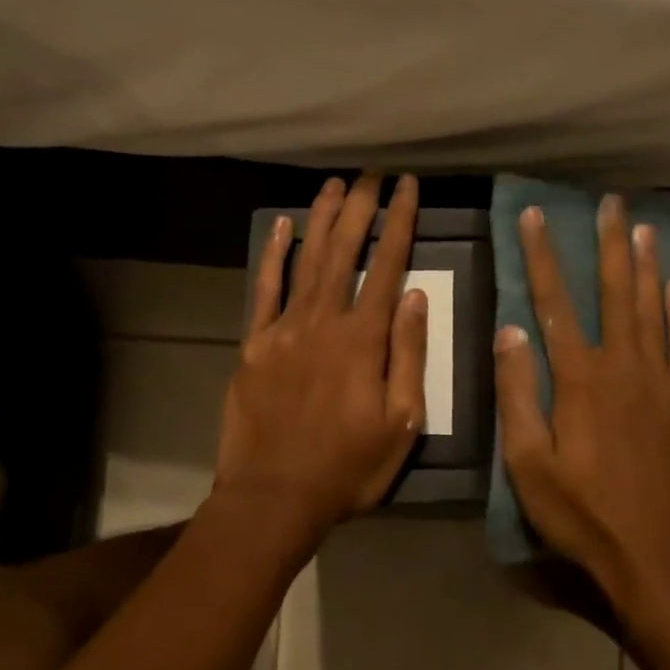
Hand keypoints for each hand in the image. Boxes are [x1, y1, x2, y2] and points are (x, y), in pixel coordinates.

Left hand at [212, 174, 429, 546]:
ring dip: (322, 219)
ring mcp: (283, 329)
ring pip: (306, 260)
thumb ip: (408, 355)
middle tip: (371, 172)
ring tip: (335, 185)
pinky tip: (283, 227)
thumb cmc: (348, 466)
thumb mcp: (401, 422)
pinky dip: (274, 256)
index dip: (400, 222)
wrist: (273, 497)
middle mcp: (323, 321)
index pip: (387, 265)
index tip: (408, 187)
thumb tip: (415, 296)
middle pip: (344, 250)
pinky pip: (264, 290)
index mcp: (363, 340)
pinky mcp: (254, 344)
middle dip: (360, 206)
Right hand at [494, 195, 669, 625]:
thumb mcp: (528, 464)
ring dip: (645, 266)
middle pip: (614, 293)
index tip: (534, 217)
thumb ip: (518, 394)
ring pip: (652, 310)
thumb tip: (511, 330)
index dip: (541, 257)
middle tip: (609, 202)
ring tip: (642, 228)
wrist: (658, 559)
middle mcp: (624, 367)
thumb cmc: (582, 516)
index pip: (553, 304)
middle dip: (607, 244)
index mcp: (580, 380)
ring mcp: (661, 383)